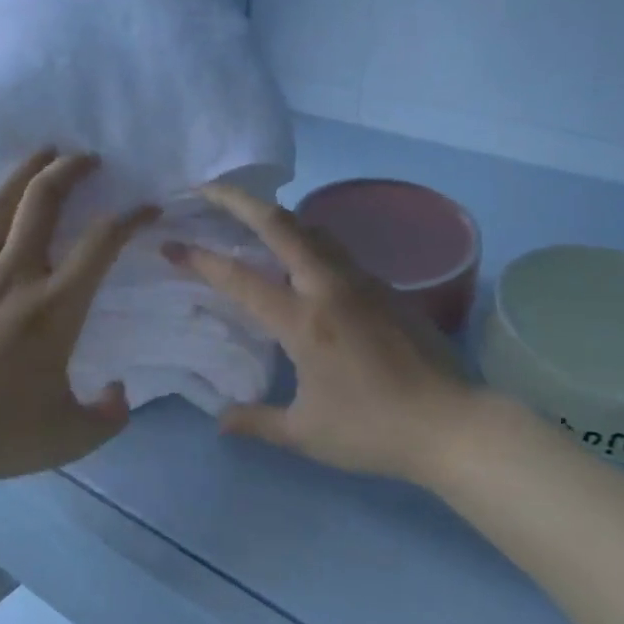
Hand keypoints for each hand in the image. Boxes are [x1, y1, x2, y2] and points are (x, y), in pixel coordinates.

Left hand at [0, 150, 157, 493]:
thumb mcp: (71, 436)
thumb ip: (109, 415)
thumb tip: (121, 392)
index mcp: (55, 307)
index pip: (102, 244)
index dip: (131, 218)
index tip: (147, 207)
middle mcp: (15, 276)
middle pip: (44, 203)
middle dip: (70, 171)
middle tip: (87, 157)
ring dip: (22, 173)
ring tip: (41, 152)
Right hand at [164, 184, 478, 483]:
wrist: (451, 424)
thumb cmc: (373, 430)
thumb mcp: (306, 433)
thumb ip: (257, 422)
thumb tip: (220, 420)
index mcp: (304, 321)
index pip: (241, 279)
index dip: (202, 259)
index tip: (172, 245)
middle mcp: (330, 287)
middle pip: (280, 224)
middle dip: (238, 200)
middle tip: (206, 189)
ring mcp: (361, 281)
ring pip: (312, 229)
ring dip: (275, 215)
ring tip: (248, 216)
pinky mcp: (385, 287)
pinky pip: (334, 249)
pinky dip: (305, 238)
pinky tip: (298, 257)